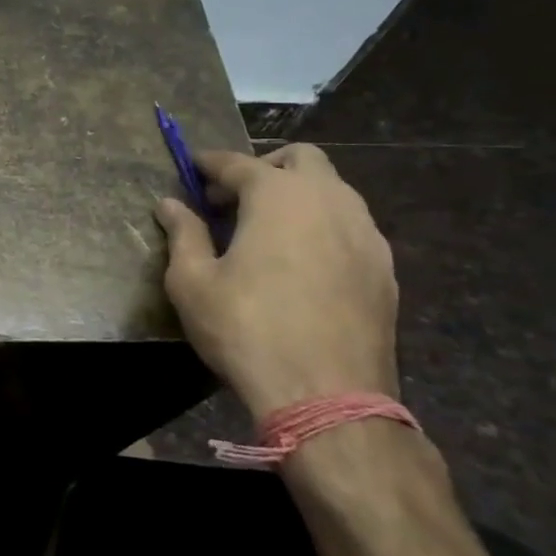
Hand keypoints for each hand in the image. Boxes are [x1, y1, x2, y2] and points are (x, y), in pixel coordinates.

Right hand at [154, 144, 397, 423]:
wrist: (328, 397)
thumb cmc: (246, 330)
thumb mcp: (192, 282)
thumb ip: (183, 234)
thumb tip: (170, 205)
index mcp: (278, 196)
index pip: (238, 163)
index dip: (210, 163)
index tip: (192, 168)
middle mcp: (328, 201)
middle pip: (301, 158)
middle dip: (265, 166)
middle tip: (234, 198)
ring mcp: (365, 233)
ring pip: (334, 190)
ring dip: (299, 194)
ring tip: (268, 229)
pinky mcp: (385, 269)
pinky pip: (351, 226)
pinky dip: (323, 225)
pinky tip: (302, 261)